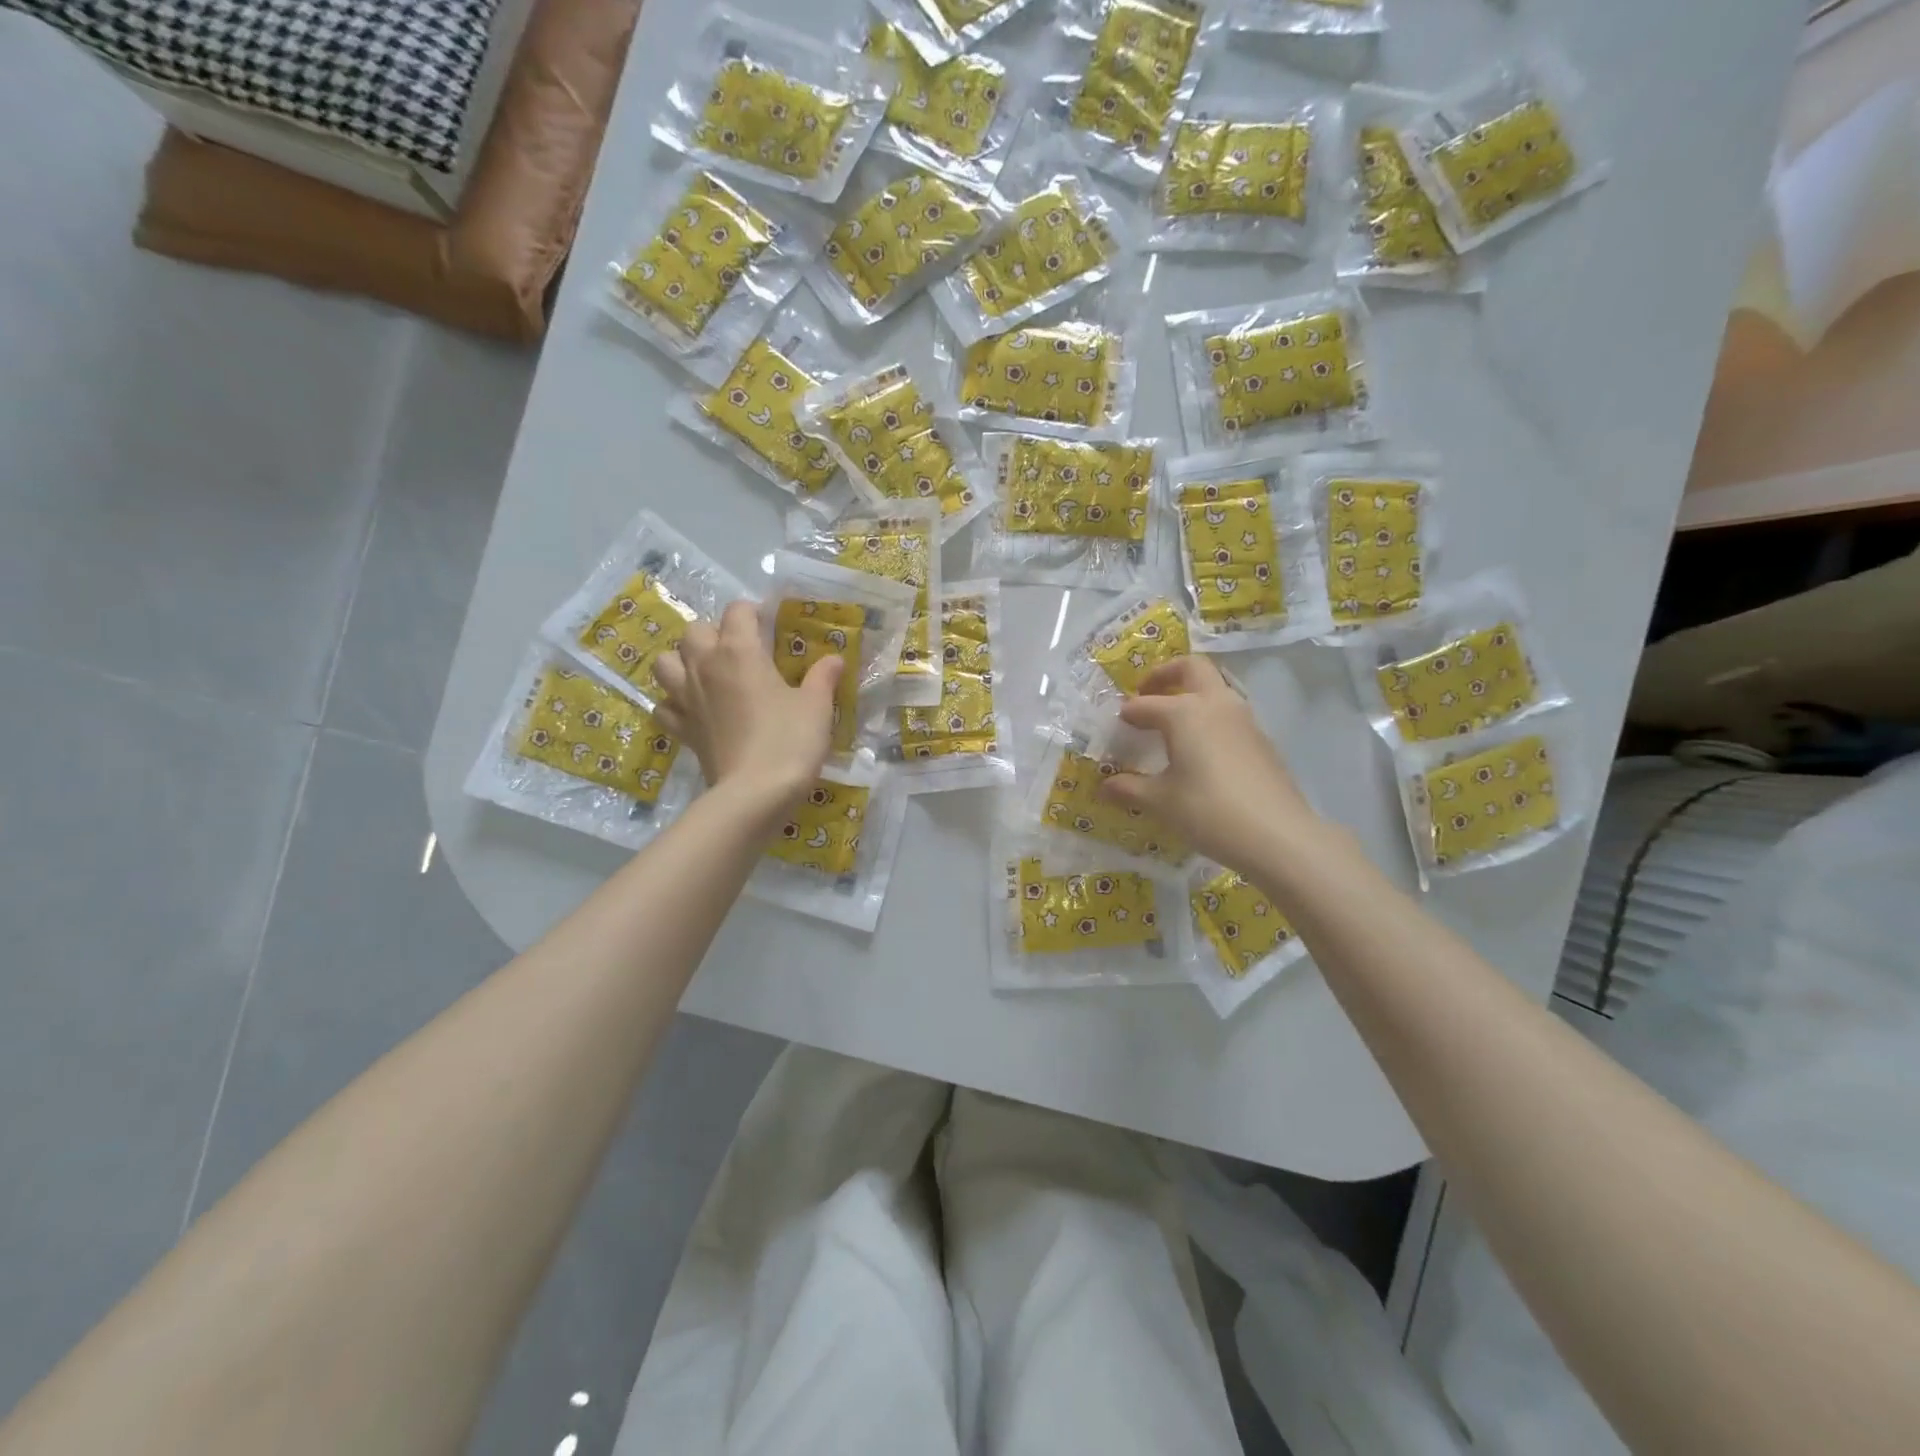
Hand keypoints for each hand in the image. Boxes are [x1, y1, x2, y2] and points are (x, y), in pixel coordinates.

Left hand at [653, 601, 842, 818]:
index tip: (770, 624)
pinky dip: (673, 703)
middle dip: (714, 632)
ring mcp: (686, 698)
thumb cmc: (790, 741)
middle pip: (694, 630)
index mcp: (739, 651)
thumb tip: (833, 658)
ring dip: (681, 661)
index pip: (738, 611)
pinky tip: (692, 709)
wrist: (756, 793)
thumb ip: (822, 677)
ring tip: (705, 672)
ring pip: (665, 662)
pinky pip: (663, 705)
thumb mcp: (816, 706)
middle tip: (739, 650)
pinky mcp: (680, 729)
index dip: (754, 612)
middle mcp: (705, 666)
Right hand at [1098, 656, 1326, 873]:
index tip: (1115, 726)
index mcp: (1184, 712)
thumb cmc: (1208, 811)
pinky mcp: (1262, 740)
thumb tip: (1105, 786)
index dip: (1127, 714)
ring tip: (1172, 722)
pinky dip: (1209, 718)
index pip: (1145, 705)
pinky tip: (1201, 750)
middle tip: (1146, 692)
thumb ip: (1129, 789)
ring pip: (1216, 688)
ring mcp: (1244, 720)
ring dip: (1192, 694)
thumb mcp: (1160, 802)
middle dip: (1166, 674)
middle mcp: (1215, 705)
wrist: (1278, 835)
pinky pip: (1229, 714)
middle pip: (1191, 668)